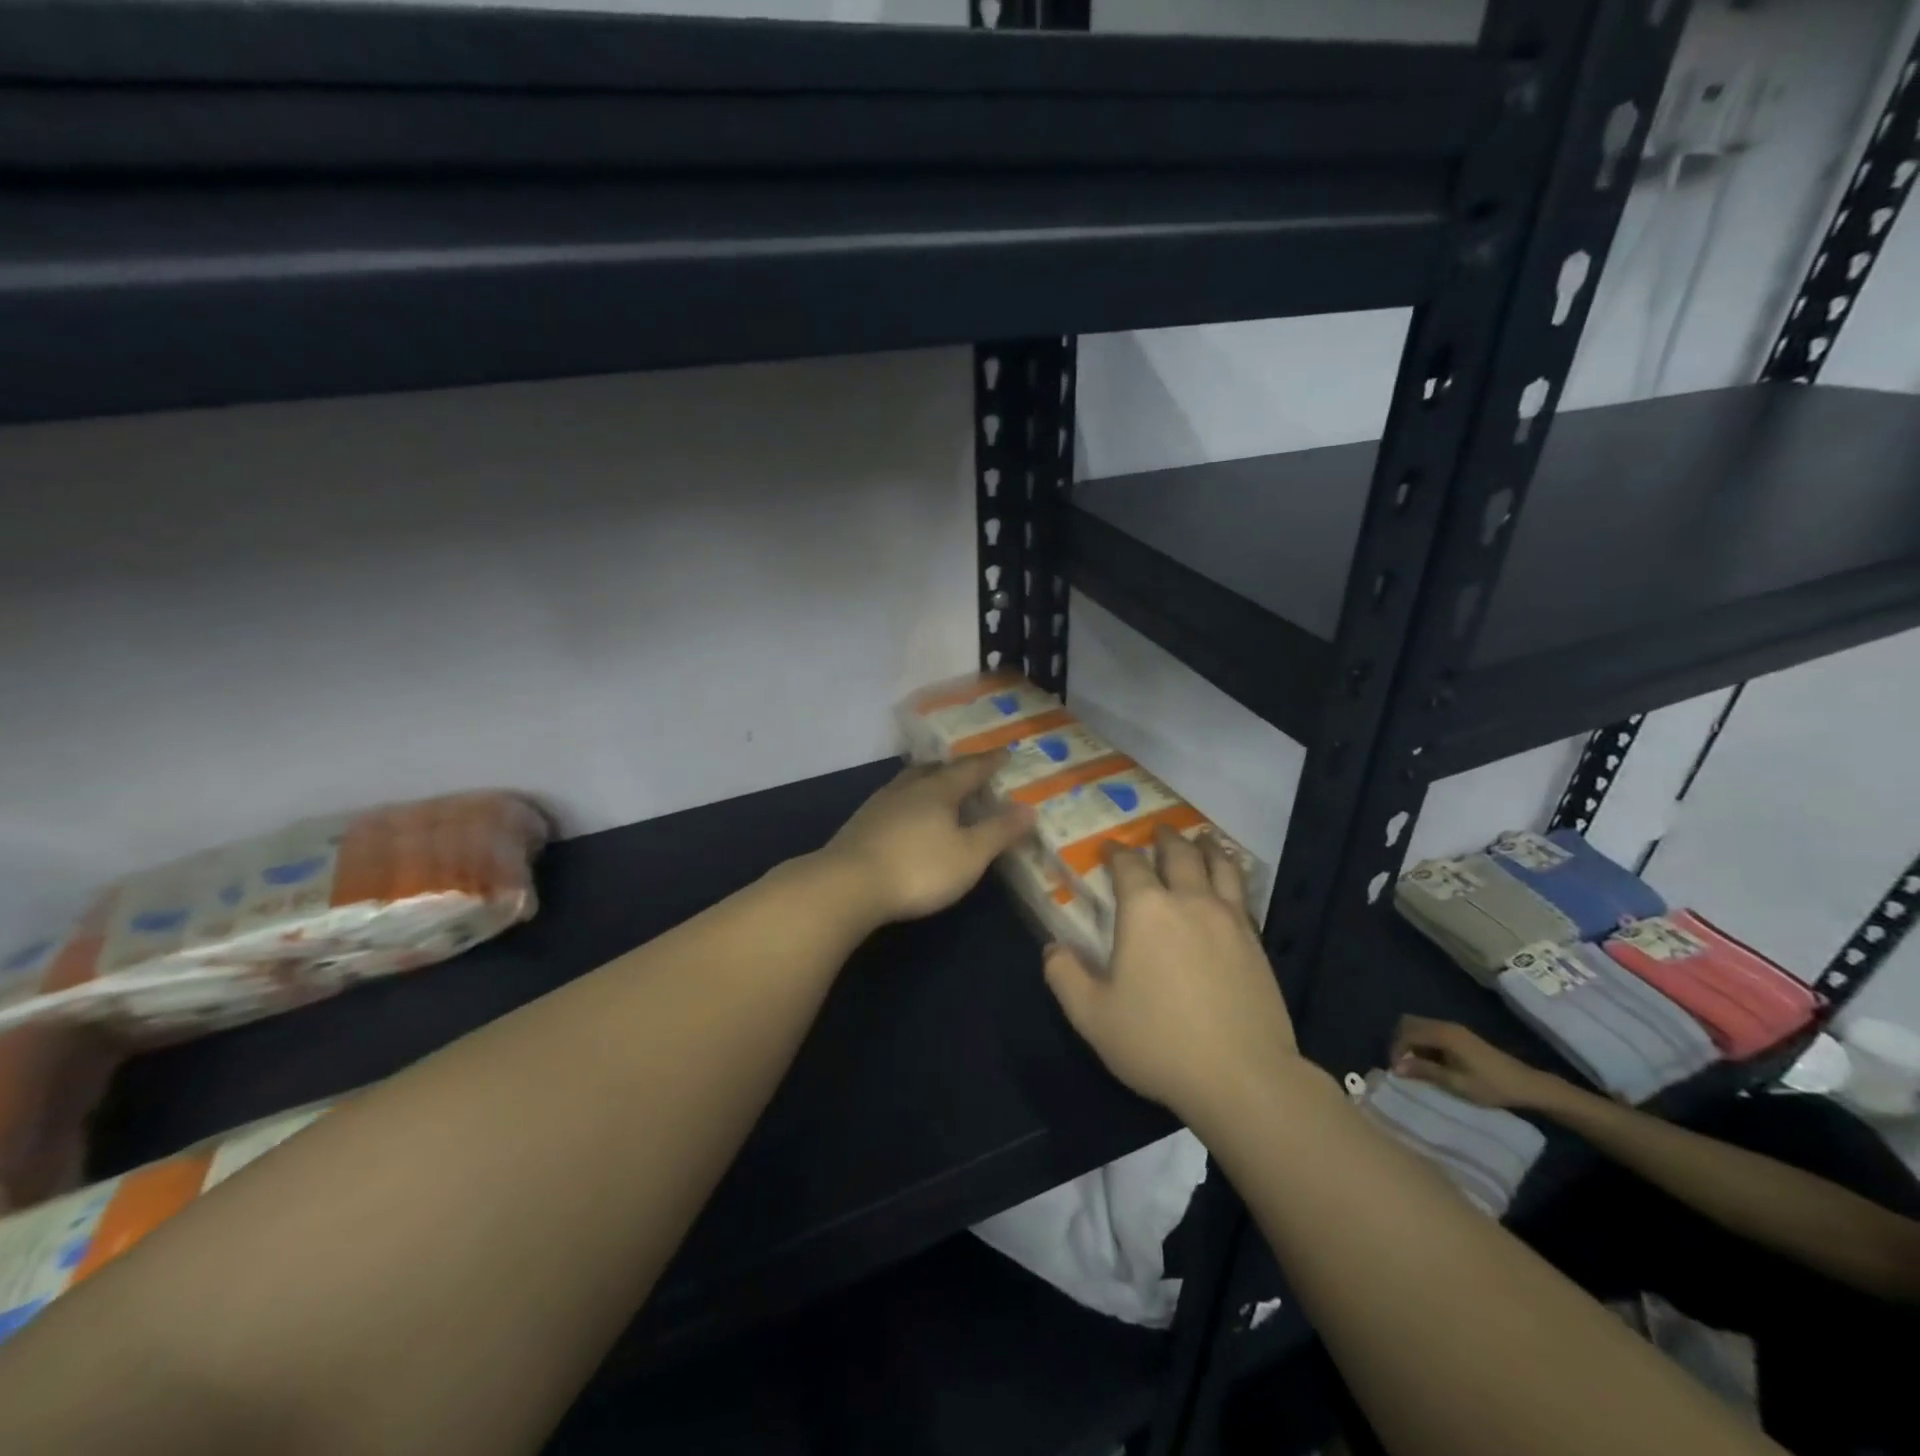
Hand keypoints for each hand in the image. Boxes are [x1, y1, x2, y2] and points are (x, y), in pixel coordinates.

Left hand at [820, 755, 1033, 923]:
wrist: (847, 885)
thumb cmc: (918, 869)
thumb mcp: (969, 855)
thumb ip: (998, 831)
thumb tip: (1029, 808)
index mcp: (938, 790)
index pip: (970, 769)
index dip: (990, 762)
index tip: (1005, 753)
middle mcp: (908, 789)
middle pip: (934, 770)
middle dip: (955, 768)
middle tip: (970, 769)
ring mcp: (879, 805)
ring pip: (909, 783)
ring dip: (927, 781)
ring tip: (938, 787)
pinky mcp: (860, 824)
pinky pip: (893, 801)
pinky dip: (908, 801)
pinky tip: (906, 816)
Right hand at [1043, 827, 1296, 1119]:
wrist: (1243, 1077)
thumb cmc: (1158, 1042)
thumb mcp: (1093, 1016)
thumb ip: (1065, 976)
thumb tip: (1052, 948)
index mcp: (1146, 911)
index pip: (1129, 864)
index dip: (1116, 852)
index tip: (1108, 848)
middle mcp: (1189, 901)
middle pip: (1178, 853)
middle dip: (1164, 838)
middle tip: (1157, 830)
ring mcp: (1229, 919)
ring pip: (1219, 865)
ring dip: (1206, 846)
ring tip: (1201, 838)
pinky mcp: (1256, 941)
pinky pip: (1242, 893)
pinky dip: (1231, 875)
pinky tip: (1229, 883)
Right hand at [1390, 1017, 1567, 1110]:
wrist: (1527, 1085)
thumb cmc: (1491, 1085)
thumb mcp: (1456, 1082)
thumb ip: (1424, 1071)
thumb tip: (1395, 1068)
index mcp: (1443, 1034)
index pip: (1407, 1033)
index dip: (1396, 1050)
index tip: (1396, 1071)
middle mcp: (1445, 1026)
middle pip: (1409, 1023)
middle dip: (1400, 1042)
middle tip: (1402, 1065)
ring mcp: (1454, 1029)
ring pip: (1419, 1027)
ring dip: (1411, 1043)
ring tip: (1415, 1066)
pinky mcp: (1460, 1036)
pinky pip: (1431, 1032)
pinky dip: (1423, 1044)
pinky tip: (1431, 1063)